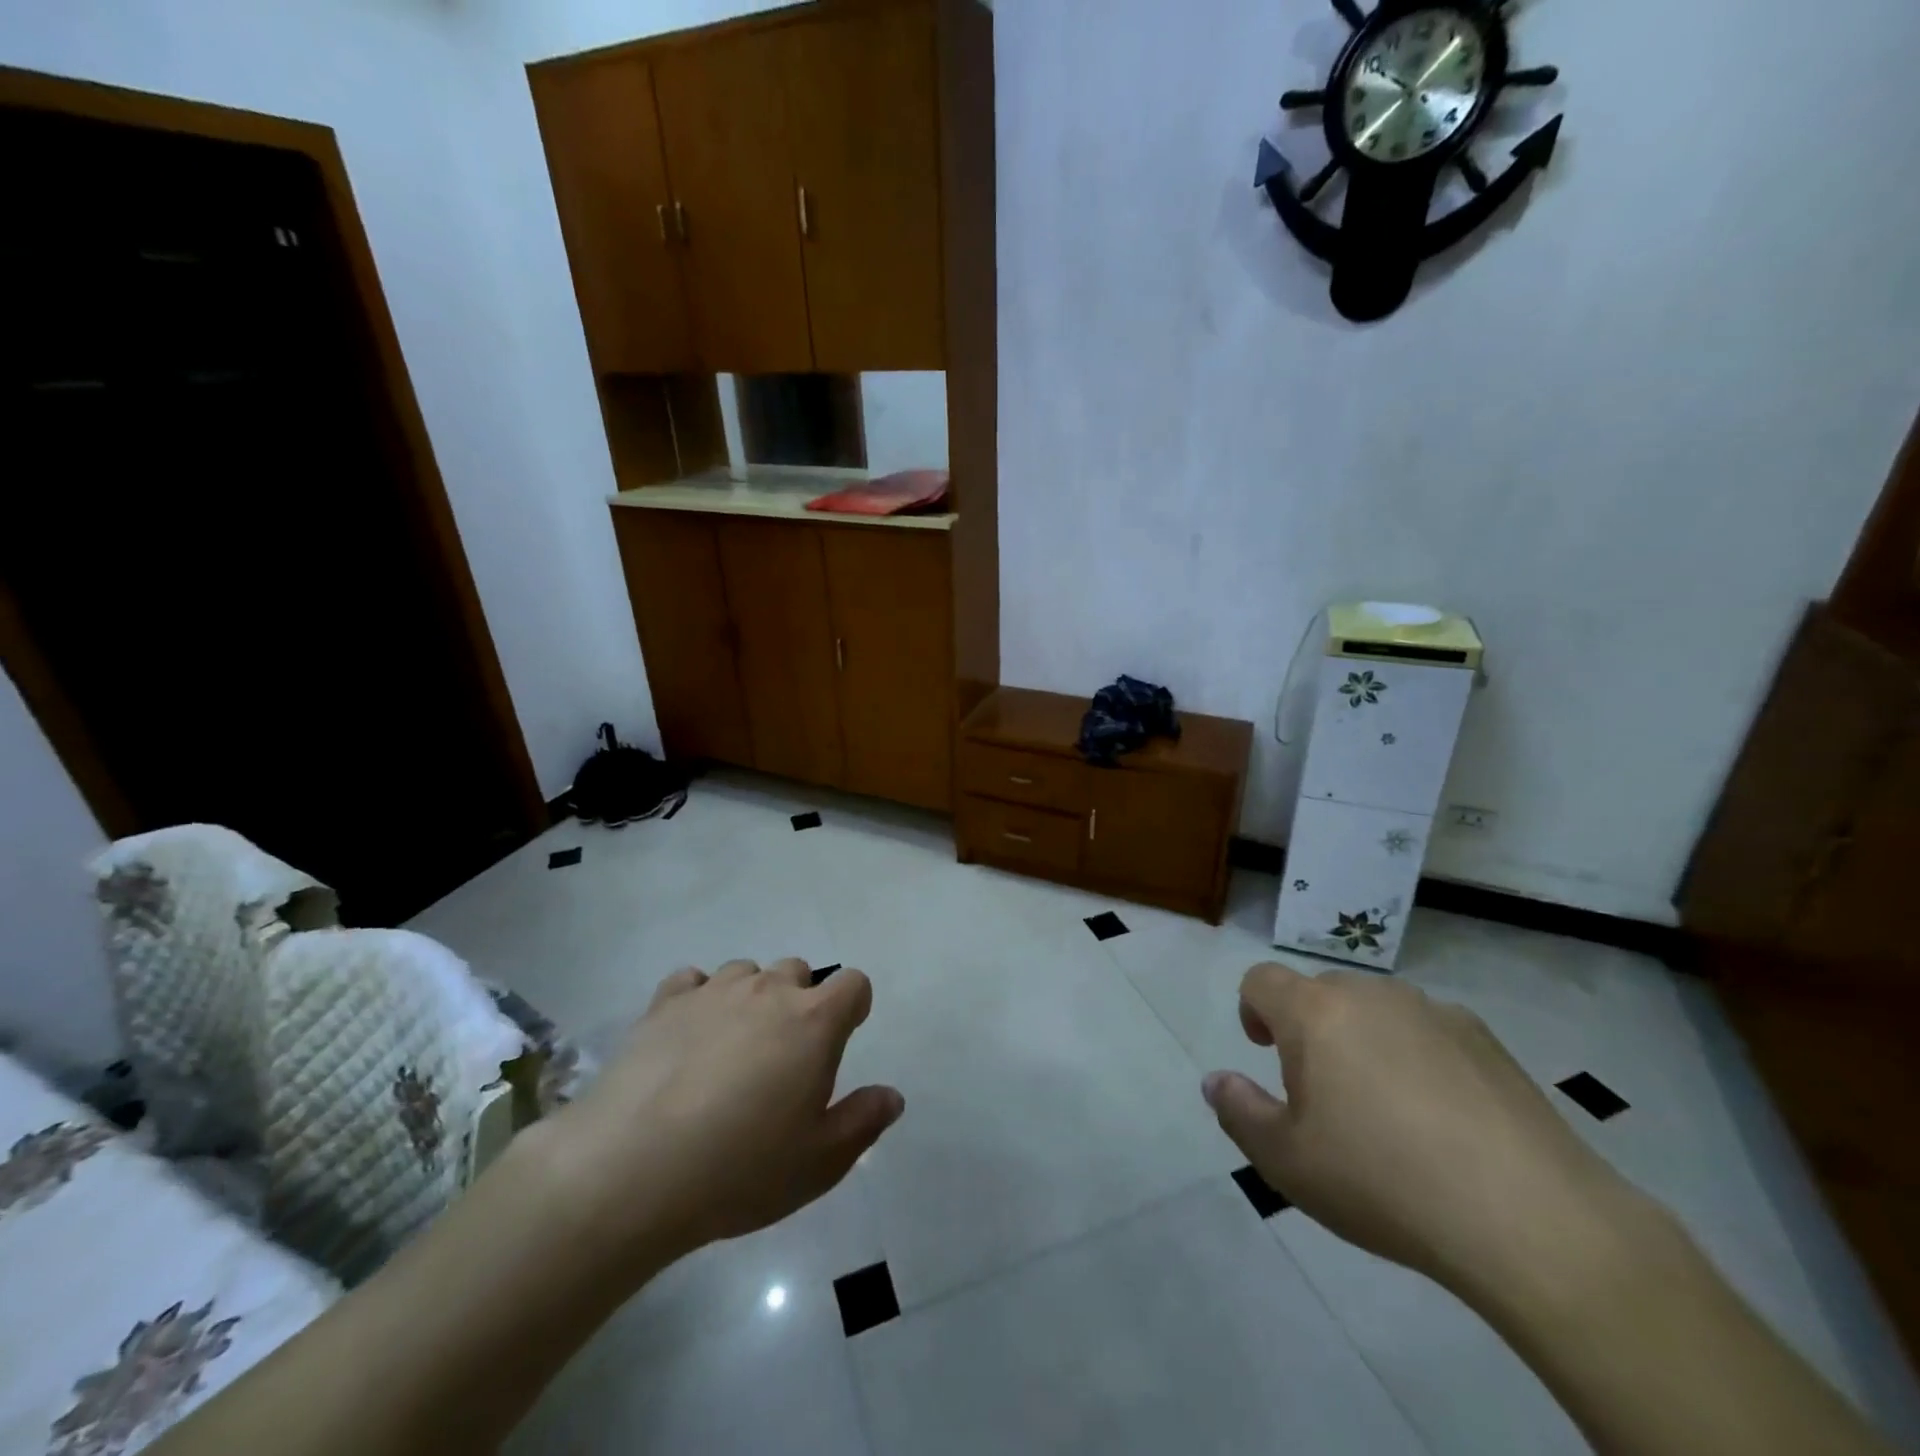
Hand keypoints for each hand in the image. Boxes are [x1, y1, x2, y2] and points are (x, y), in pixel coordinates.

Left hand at [539, 959, 902, 1274]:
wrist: (631, 1170)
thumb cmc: (740, 1169)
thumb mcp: (819, 1162)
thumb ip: (863, 1122)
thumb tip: (892, 1096)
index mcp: (814, 1021)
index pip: (853, 983)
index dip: (853, 1007)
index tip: (841, 1040)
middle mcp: (767, 991)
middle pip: (797, 971)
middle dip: (800, 1002)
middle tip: (782, 1056)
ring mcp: (713, 991)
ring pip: (746, 972)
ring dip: (750, 998)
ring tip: (731, 1048)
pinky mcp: (664, 1003)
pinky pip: (692, 981)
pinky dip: (699, 998)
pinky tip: (688, 1037)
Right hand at [1203, 962, 1638, 1295]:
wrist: (1531, 1218)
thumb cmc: (1383, 1182)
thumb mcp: (1287, 1162)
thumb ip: (1239, 1112)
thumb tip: (1215, 1081)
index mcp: (1314, 1012)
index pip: (1261, 980)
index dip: (1253, 1009)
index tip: (1265, 1051)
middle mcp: (1370, 994)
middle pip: (1320, 992)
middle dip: (1310, 1029)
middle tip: (1324, 1094)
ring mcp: (1433, 1011)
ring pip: (1376, 1010)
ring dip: (1364, 1040)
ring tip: (1387, 1110)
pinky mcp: (1486, 1038)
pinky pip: (1428, 1031)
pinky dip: (1418, 1057)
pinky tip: (1444, 1119)